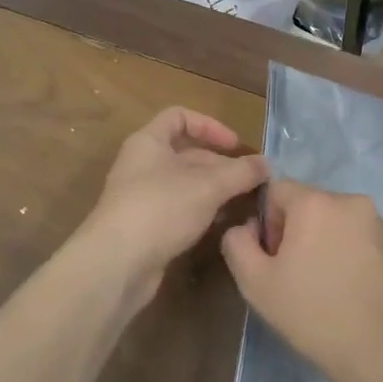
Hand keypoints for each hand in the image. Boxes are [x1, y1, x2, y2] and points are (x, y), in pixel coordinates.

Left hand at [80, 107, 269, 309]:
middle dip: (221, 164)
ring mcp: (142, 197)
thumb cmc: (161, 209)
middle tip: (252, 181)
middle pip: (187, 153)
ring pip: (185, 184)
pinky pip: (179, 209)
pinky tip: (222, 224)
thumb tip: (266, 164)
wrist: (116, 264)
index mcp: (149, 142)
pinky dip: (201, 211)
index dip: (210, 126)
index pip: (180, 117)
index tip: (236, 146)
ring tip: (244, 203)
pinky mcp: (146, 226)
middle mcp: (142, 164)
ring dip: (215, 190)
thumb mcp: (208, 186)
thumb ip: (241, 172)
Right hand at [221, 179, 382, 381]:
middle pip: (310, 206)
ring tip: (328, 289)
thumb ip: (237, 243)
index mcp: (316, 202)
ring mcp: (381, 225)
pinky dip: (353, 258)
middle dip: (298, 234)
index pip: (277, 190)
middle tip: (297, 278)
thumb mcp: (254, 283)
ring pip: (338, 224)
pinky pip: (364, 242)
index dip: (267, 223)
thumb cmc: (312, 314)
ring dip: (327, 245)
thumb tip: (247, 227)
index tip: (275, 260)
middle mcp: (352, 202)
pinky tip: (353, 295)